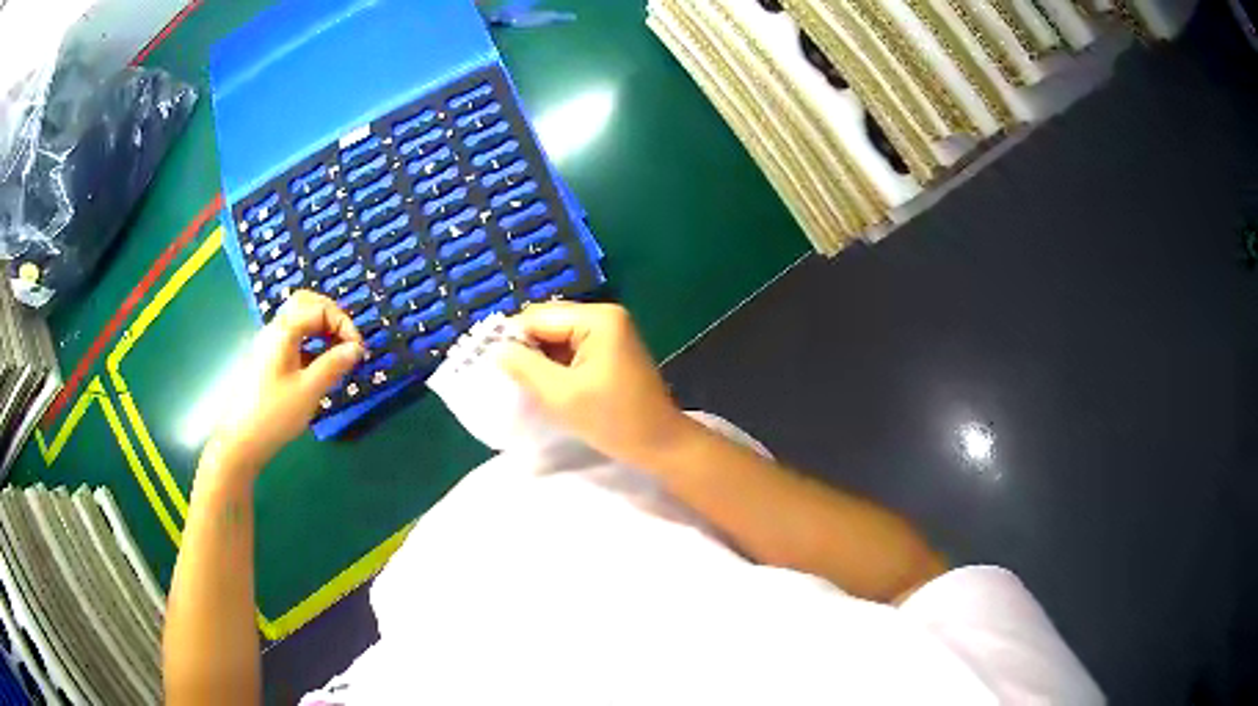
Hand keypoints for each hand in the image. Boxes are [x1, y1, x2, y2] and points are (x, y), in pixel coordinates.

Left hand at [204, 291, 363, 480]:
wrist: (239, 442)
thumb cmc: (274, 415)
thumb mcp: (309, 391)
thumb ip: (334, 365)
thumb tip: (356, 348)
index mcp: (283, 331)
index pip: (320, 308)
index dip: (343, 324)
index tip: (357, 351)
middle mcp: (273, 330)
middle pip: (305, 304)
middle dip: (331, 316)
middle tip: (347, 341)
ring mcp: (267, 345)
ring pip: (297, 321)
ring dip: (321, 329)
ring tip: (336, 355)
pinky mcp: (265, 360)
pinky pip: (291, 339)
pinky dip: (309, 343)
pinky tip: (317, 368)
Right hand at [498, 302, 694, 469]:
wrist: (661, 444)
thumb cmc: (613, 420)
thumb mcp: (561, 395)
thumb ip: (525, 367)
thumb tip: (496, 349)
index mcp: (597, 319)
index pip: (538, 317)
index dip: (512, 339)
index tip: (492, 366)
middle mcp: (604, 316)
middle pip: (548, 323)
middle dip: (526, 349)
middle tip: (507, 377)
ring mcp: (609, 332)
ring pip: (557, 338)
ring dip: (540, 359)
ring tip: (524, 384)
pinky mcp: (609, 350)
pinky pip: (571, 349)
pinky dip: (556, 365)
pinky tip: (546, 385)